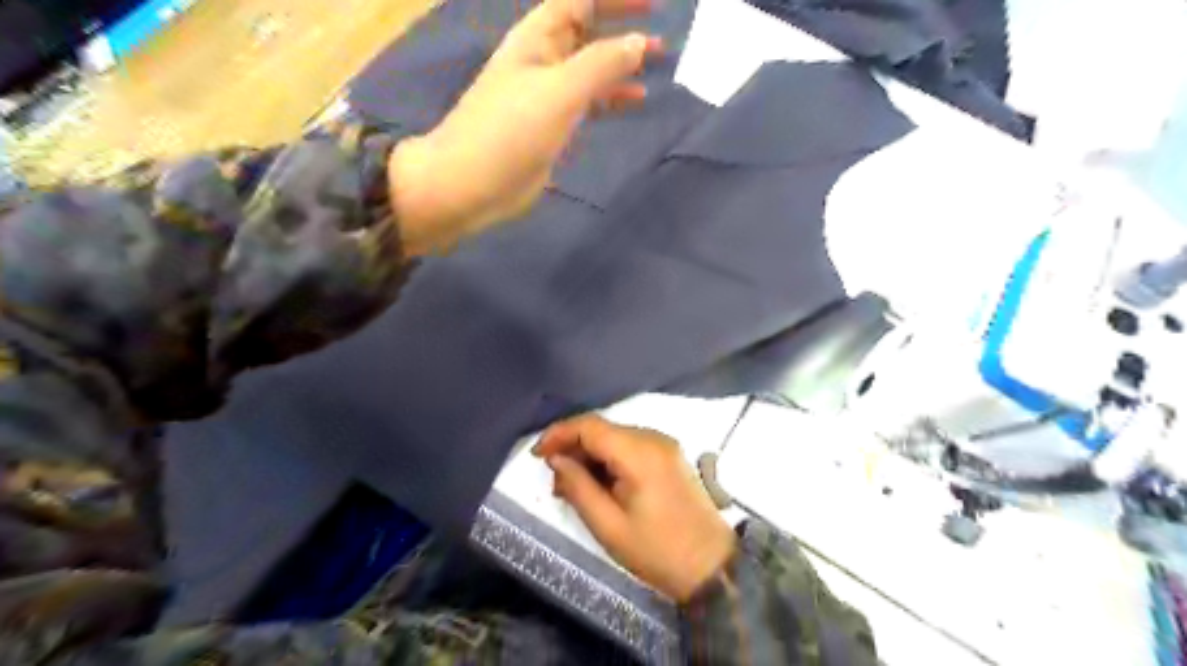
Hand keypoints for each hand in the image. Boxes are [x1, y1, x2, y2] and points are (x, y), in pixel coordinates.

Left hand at [394, 0, 662, 253]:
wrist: (471, 184)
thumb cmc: (510, 131)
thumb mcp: (559, 91)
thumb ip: (601, 64)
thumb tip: (639, 42)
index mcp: (537, 39)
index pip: (580, 2)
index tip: (653, 5)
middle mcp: (543, 60)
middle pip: (587, 34)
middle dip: (622, 33)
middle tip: (661, 45)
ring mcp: (547, 96)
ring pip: (590, 71)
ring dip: (620, 68)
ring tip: (654, 70)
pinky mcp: (551, 127)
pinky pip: (587, 103)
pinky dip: (610, 99)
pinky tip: (632, 103)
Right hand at [536, 413, 737, 599]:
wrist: (711, 566)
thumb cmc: (656, 551)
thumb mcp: (608, 526)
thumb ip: (578, 487)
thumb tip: (556, 460)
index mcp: (639, 453)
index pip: (590, 425)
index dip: (559, 434)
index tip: (537, 455)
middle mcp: (653, 438)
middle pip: (602, 429)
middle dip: (573, 447)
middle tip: (554, 480)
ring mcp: (664, 445)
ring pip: (615, 437)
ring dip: (590, 454)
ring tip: (573, 486)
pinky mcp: (669, 455)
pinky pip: (630, 446)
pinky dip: (609, 459)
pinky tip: (599, 483)